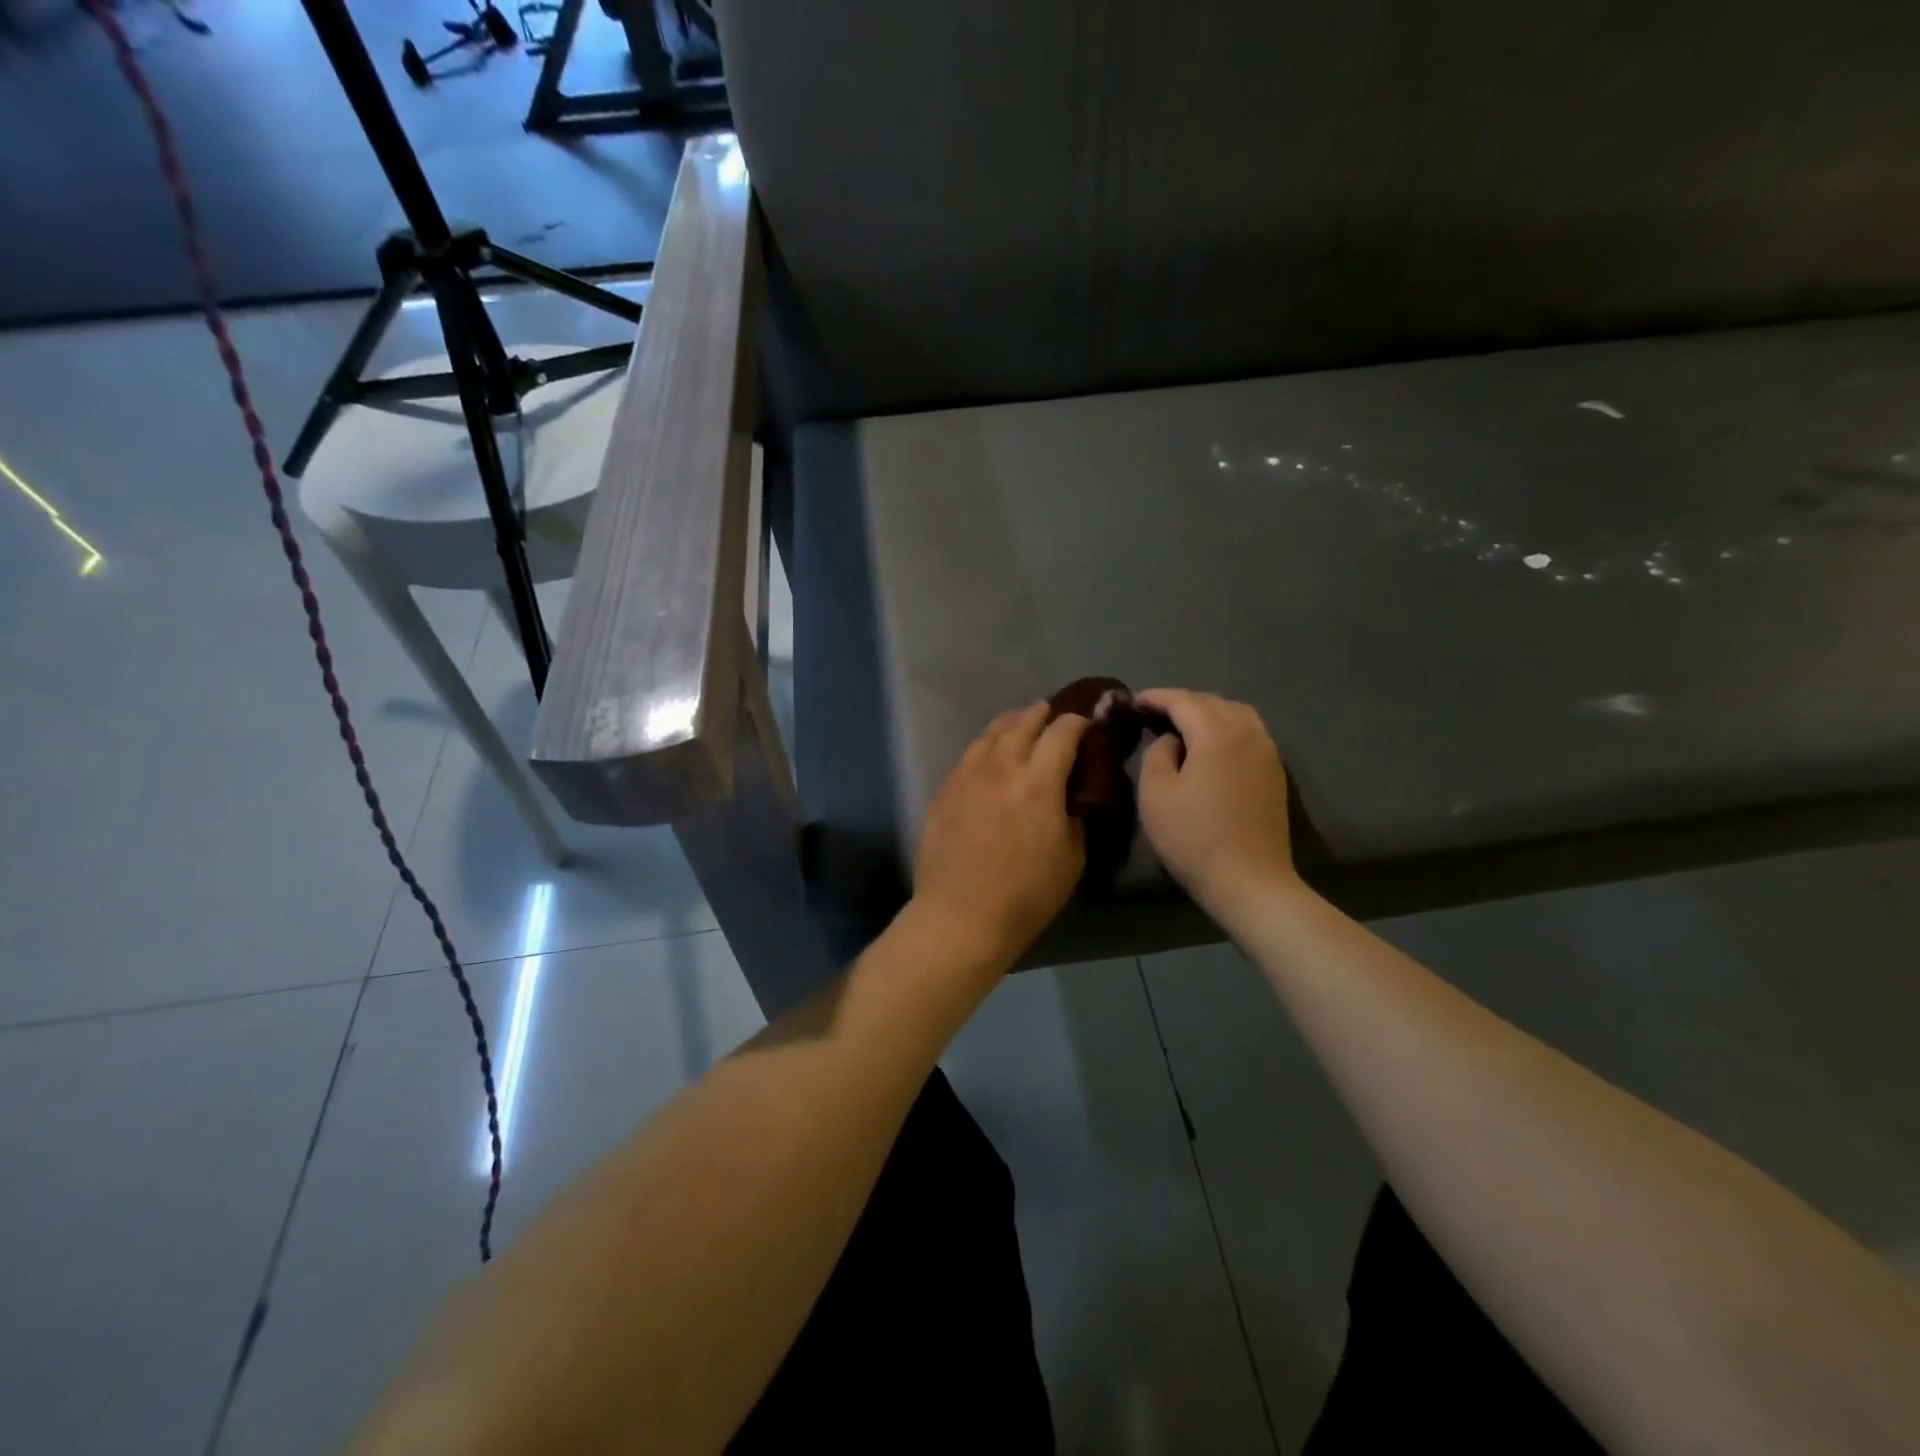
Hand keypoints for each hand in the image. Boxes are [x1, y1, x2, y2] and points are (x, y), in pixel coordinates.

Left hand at [912, 702, 1088, 969]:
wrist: (961, 915)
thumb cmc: (1026, 894)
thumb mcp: (1071, 857)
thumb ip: (1073, 814)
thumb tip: (1069, 793)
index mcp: (1039, 782)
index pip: (1062, 733)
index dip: (1078, 723)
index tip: (1086, 725)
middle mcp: (1001, 766)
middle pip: (1023, 723)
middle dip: (1041, 714)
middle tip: (1051, 713)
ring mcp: (966, 774)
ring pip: (990, 733)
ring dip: (1010, 723)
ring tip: (1019, 723)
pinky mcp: (944, 789)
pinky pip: (969, 755)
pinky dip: (986, 746)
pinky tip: (989, 755)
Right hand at [1136, 689, 1298, 913]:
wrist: (1250, 882)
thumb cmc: (1194, 838)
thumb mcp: (1156, 794)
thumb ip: (1157, 754)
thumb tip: (1171, 741)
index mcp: (1217, 733)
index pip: (1183, 701)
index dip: (1156, 697)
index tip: (1135, 701)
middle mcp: (1248, 733)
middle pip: (1212, 702)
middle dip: (1182, 702)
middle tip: (1154, 713)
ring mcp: (1267, 753)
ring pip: (1236, 714)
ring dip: (1207, 712)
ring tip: (1183, 725)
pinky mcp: (1274, 773)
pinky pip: (1248, 733)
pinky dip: (1225, 728)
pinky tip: (1210, 745)